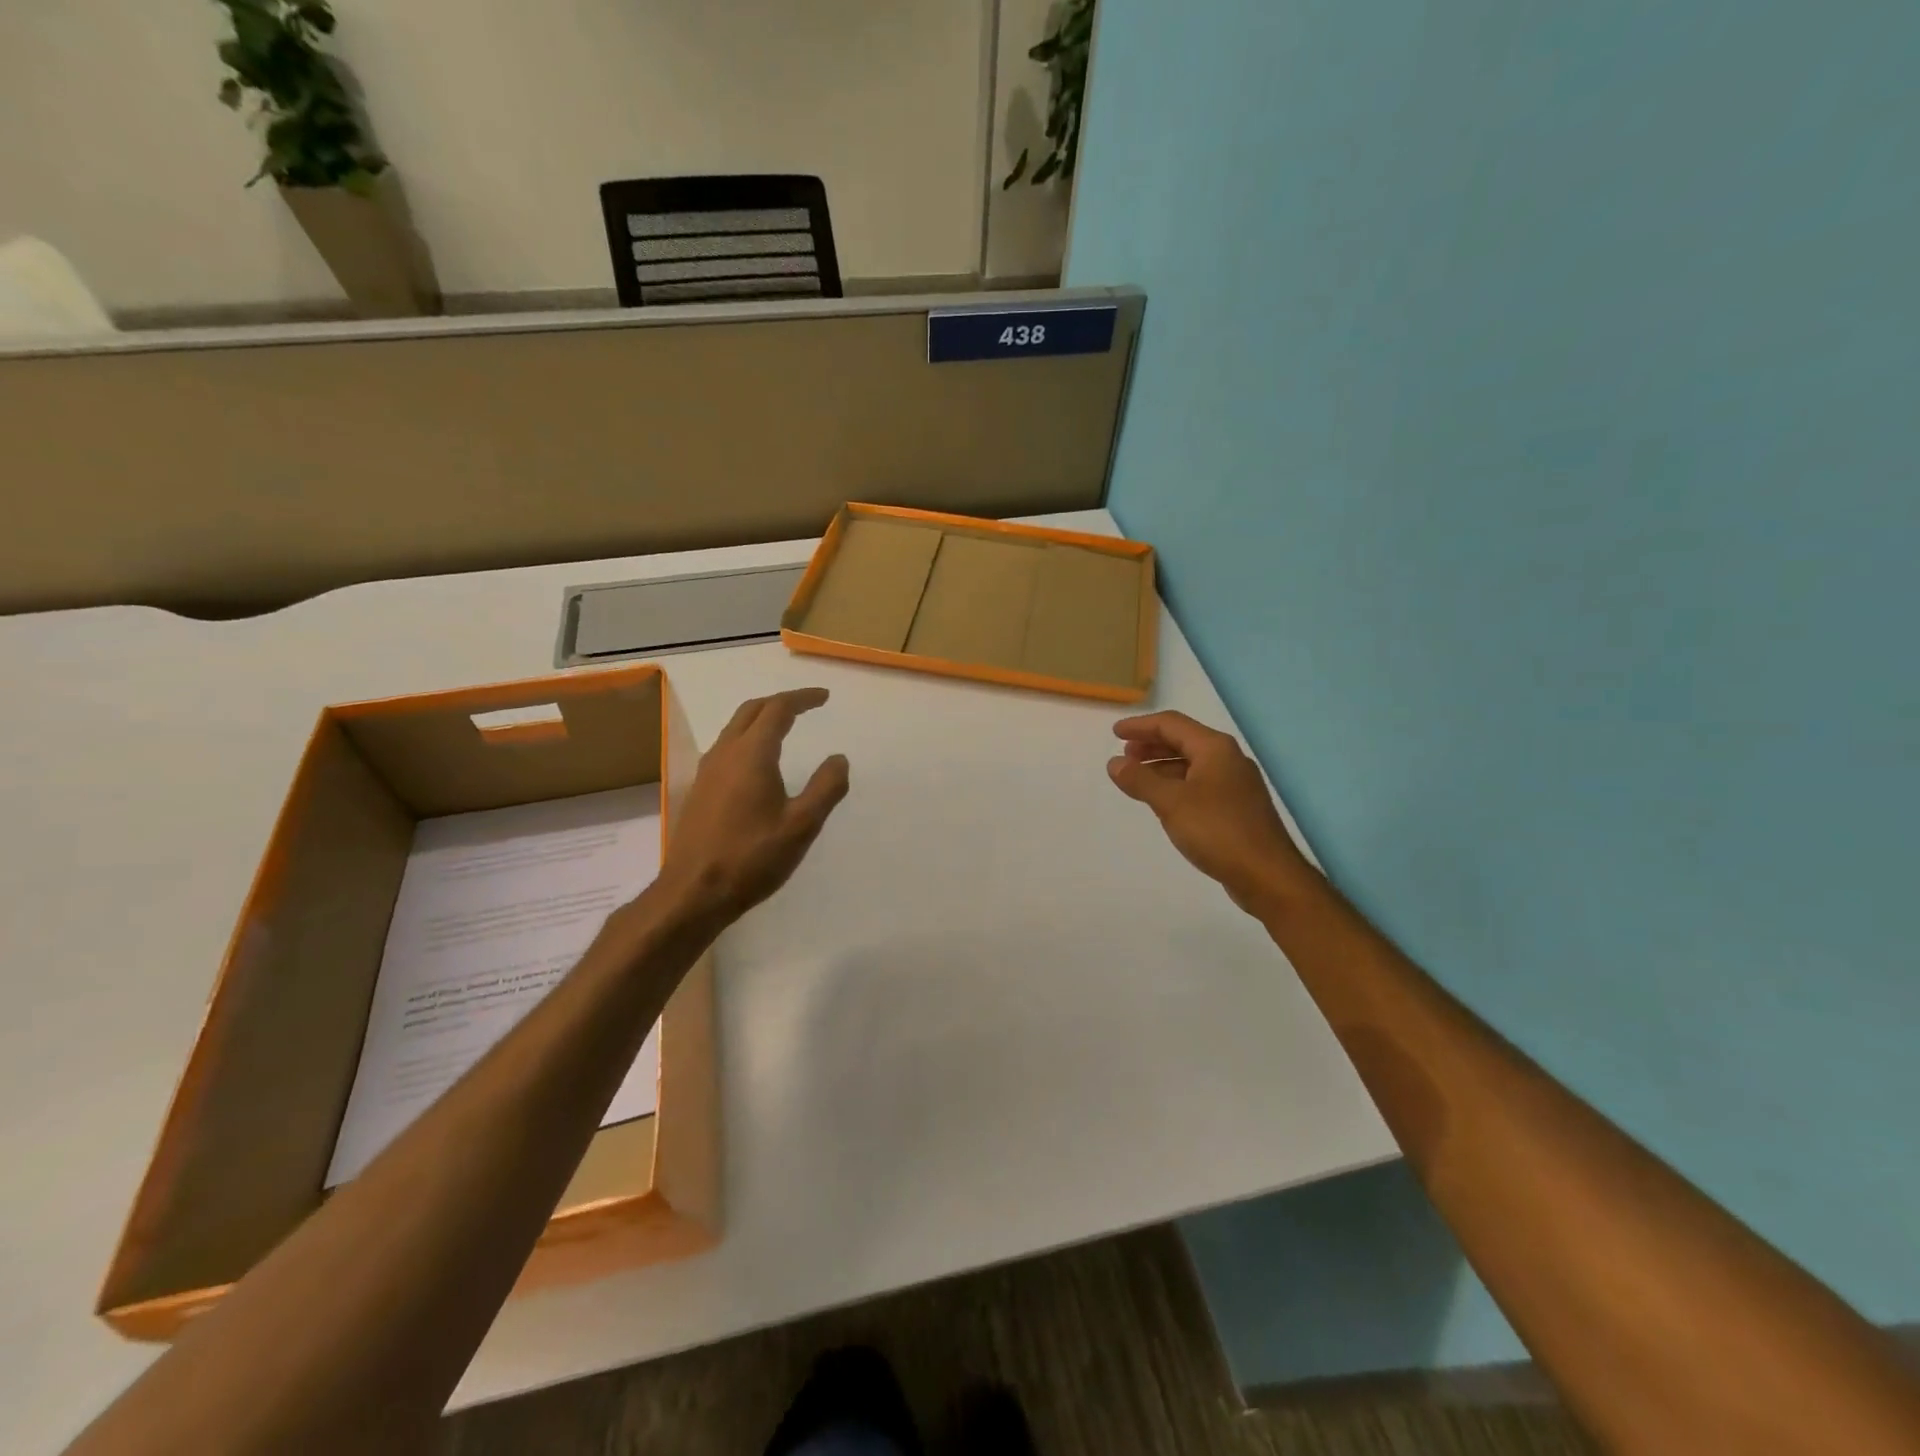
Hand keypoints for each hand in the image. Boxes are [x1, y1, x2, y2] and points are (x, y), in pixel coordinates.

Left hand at [658, 688, 849, 921]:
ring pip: (734, 728)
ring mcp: (707, 771)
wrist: (694, 892)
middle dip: (780, 702)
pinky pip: (725, 748)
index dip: (802, 699)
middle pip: (751, 710)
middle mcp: (725, 753)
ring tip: (784, 727)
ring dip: (760, 718)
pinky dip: (746, 738)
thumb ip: (826, 788)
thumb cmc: (752, 857)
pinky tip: (757, 762)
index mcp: (752, 754)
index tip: (824, 698)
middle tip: (806, 706)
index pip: (778, 709)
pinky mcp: (699, 790)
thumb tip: (838, 758)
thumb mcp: (802, 825)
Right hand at [1107, 711, 1312, 912]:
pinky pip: (1199, 784)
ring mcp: (1235, 784)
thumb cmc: (1217, 830)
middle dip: (1151, 745)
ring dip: (1162, 766)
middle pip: (1183, 741)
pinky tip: (1164, 801)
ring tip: (1138, 778)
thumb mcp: (1171, 803)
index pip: (1171, 724)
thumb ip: (1140, 780)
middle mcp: (1228, 759)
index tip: (1115, 733)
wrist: (1267, 875)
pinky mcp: (1237, 807)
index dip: (1140, 726)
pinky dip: (1176, 784)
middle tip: (1125, 756)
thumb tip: (1114, 763)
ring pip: (1192, 764)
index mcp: (1215, 748)